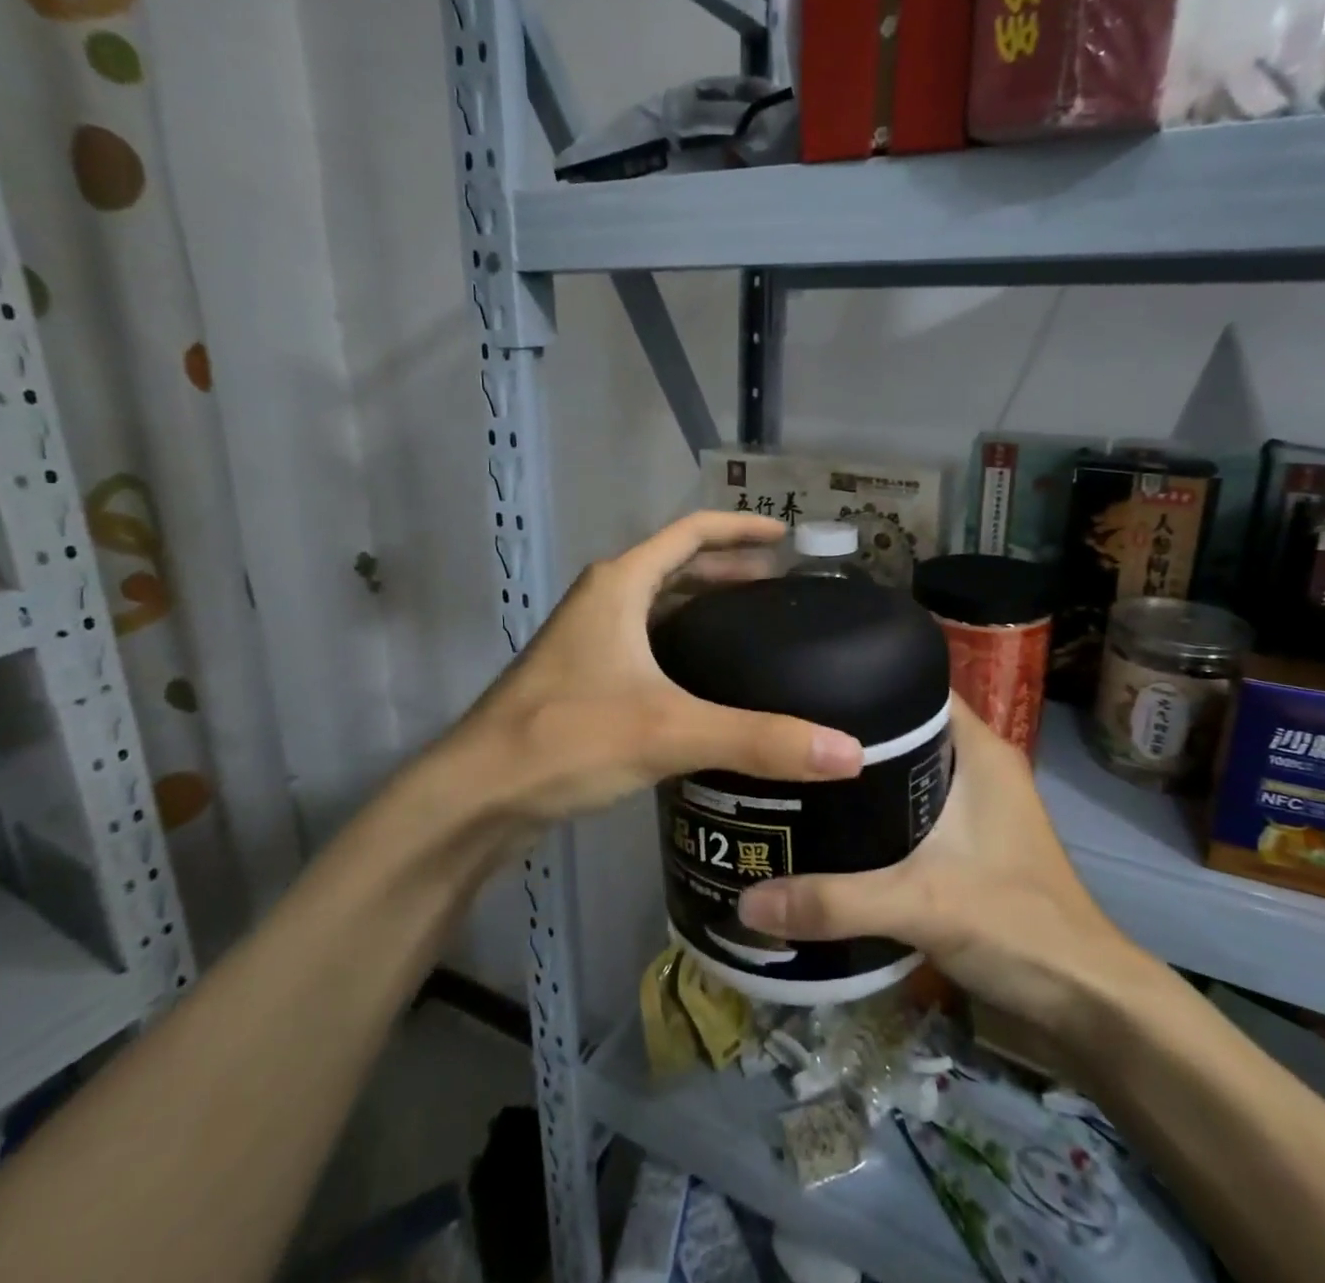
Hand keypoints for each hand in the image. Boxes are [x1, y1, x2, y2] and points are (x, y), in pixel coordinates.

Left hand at [423, 513, 864, 842]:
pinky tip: (708, 682)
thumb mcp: (669, 731)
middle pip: (675, 567)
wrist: (474, 796)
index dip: (740, 529)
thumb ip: (759, 740)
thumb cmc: (566, 739)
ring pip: (657, 608)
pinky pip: (645, 645)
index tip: (786, 538)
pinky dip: (681, 647)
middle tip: (782, 589)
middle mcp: (602, 601)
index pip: (690, 533)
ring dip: (703, 607)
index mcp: (619, 585)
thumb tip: (850, 752)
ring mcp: (588, 642)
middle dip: (729, 570)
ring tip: (753, 628)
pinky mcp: (583, 681)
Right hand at [737, 702, 1155, 1045]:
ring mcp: (975, 805)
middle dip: (847, 732)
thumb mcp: (920, 904)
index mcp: (978, 748)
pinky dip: (875, 812)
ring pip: (905, 770)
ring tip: (795, 777)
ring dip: (859, 777)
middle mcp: (977, 765)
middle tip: (787, 736)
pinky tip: (831, 827)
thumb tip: (748, 903)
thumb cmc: (1017, 924)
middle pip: (903, 727)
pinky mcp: (968, 842)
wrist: (1085, 1001)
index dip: (864, 678)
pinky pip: (910, 807)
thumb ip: (834, 901)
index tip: (805, 685)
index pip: (915, 685)